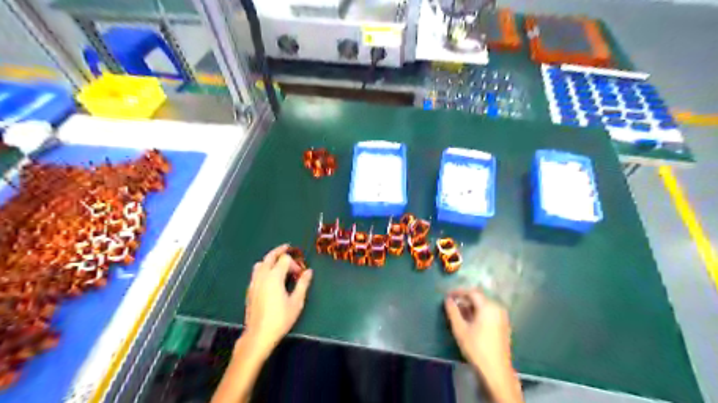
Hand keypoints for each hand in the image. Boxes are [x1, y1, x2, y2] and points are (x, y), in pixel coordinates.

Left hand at [243, 243, 311, 353]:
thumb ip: (303, 284)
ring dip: (270, 260)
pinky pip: (256, 273)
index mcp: (274, 276)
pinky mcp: (250, 290)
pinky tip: (270, 278)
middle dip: (280, 251)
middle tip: (288, 248)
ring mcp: (254, 283)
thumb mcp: (296, 302)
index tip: (300, 274)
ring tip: (278, 263)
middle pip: (270, 256)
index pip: (285, 259)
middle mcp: (262, 276)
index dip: (295, 263)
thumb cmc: (280, 319)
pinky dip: (264, 268)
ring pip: (260, 263)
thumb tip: (309, 271)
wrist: (258, 335)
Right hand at [447, 289, 512, 373]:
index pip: (472, 292)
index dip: (458, 292)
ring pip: (484, 306)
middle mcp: (497, 308)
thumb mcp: (460, 329)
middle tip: (452, 304)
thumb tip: (447, 299)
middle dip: (464, 299)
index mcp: (488, 306)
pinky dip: (479, 313)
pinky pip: (489, 313)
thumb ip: (452, 311)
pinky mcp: (503, 326)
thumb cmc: (476, 348)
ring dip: (471, 307)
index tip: (448, 295)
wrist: (496, 371)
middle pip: (479, 298)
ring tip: (459, 313)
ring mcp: (502, 317)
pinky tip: (470, 321)